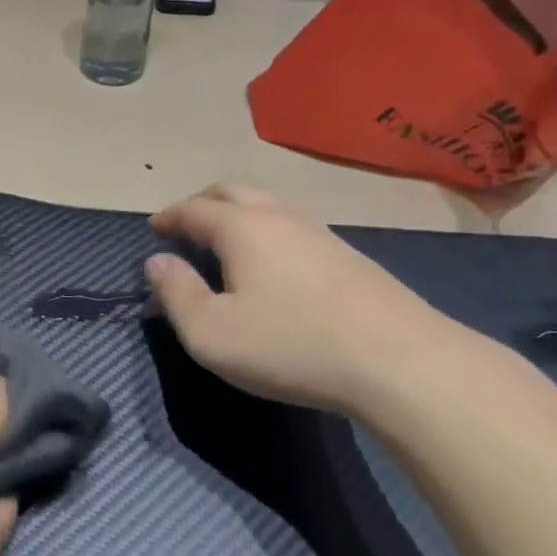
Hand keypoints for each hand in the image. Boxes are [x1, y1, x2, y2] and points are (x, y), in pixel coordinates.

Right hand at [146, 183, 473, 416]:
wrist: (403, 363)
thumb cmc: (292, 345)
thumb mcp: (212, 333)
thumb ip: (176, 294)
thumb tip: (157, 263)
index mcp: (241, 227)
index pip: (193, 209)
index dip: (168, 217)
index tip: (153, 228)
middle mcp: (279, 216)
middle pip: (232, 191)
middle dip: (201, 203)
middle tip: (185, 226)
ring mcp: (320, 233)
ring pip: (268, 205)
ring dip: (238, 214)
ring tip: (226, 244)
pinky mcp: (350, 256)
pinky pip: (294, 227)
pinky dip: (268, 233)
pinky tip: (274, 266)